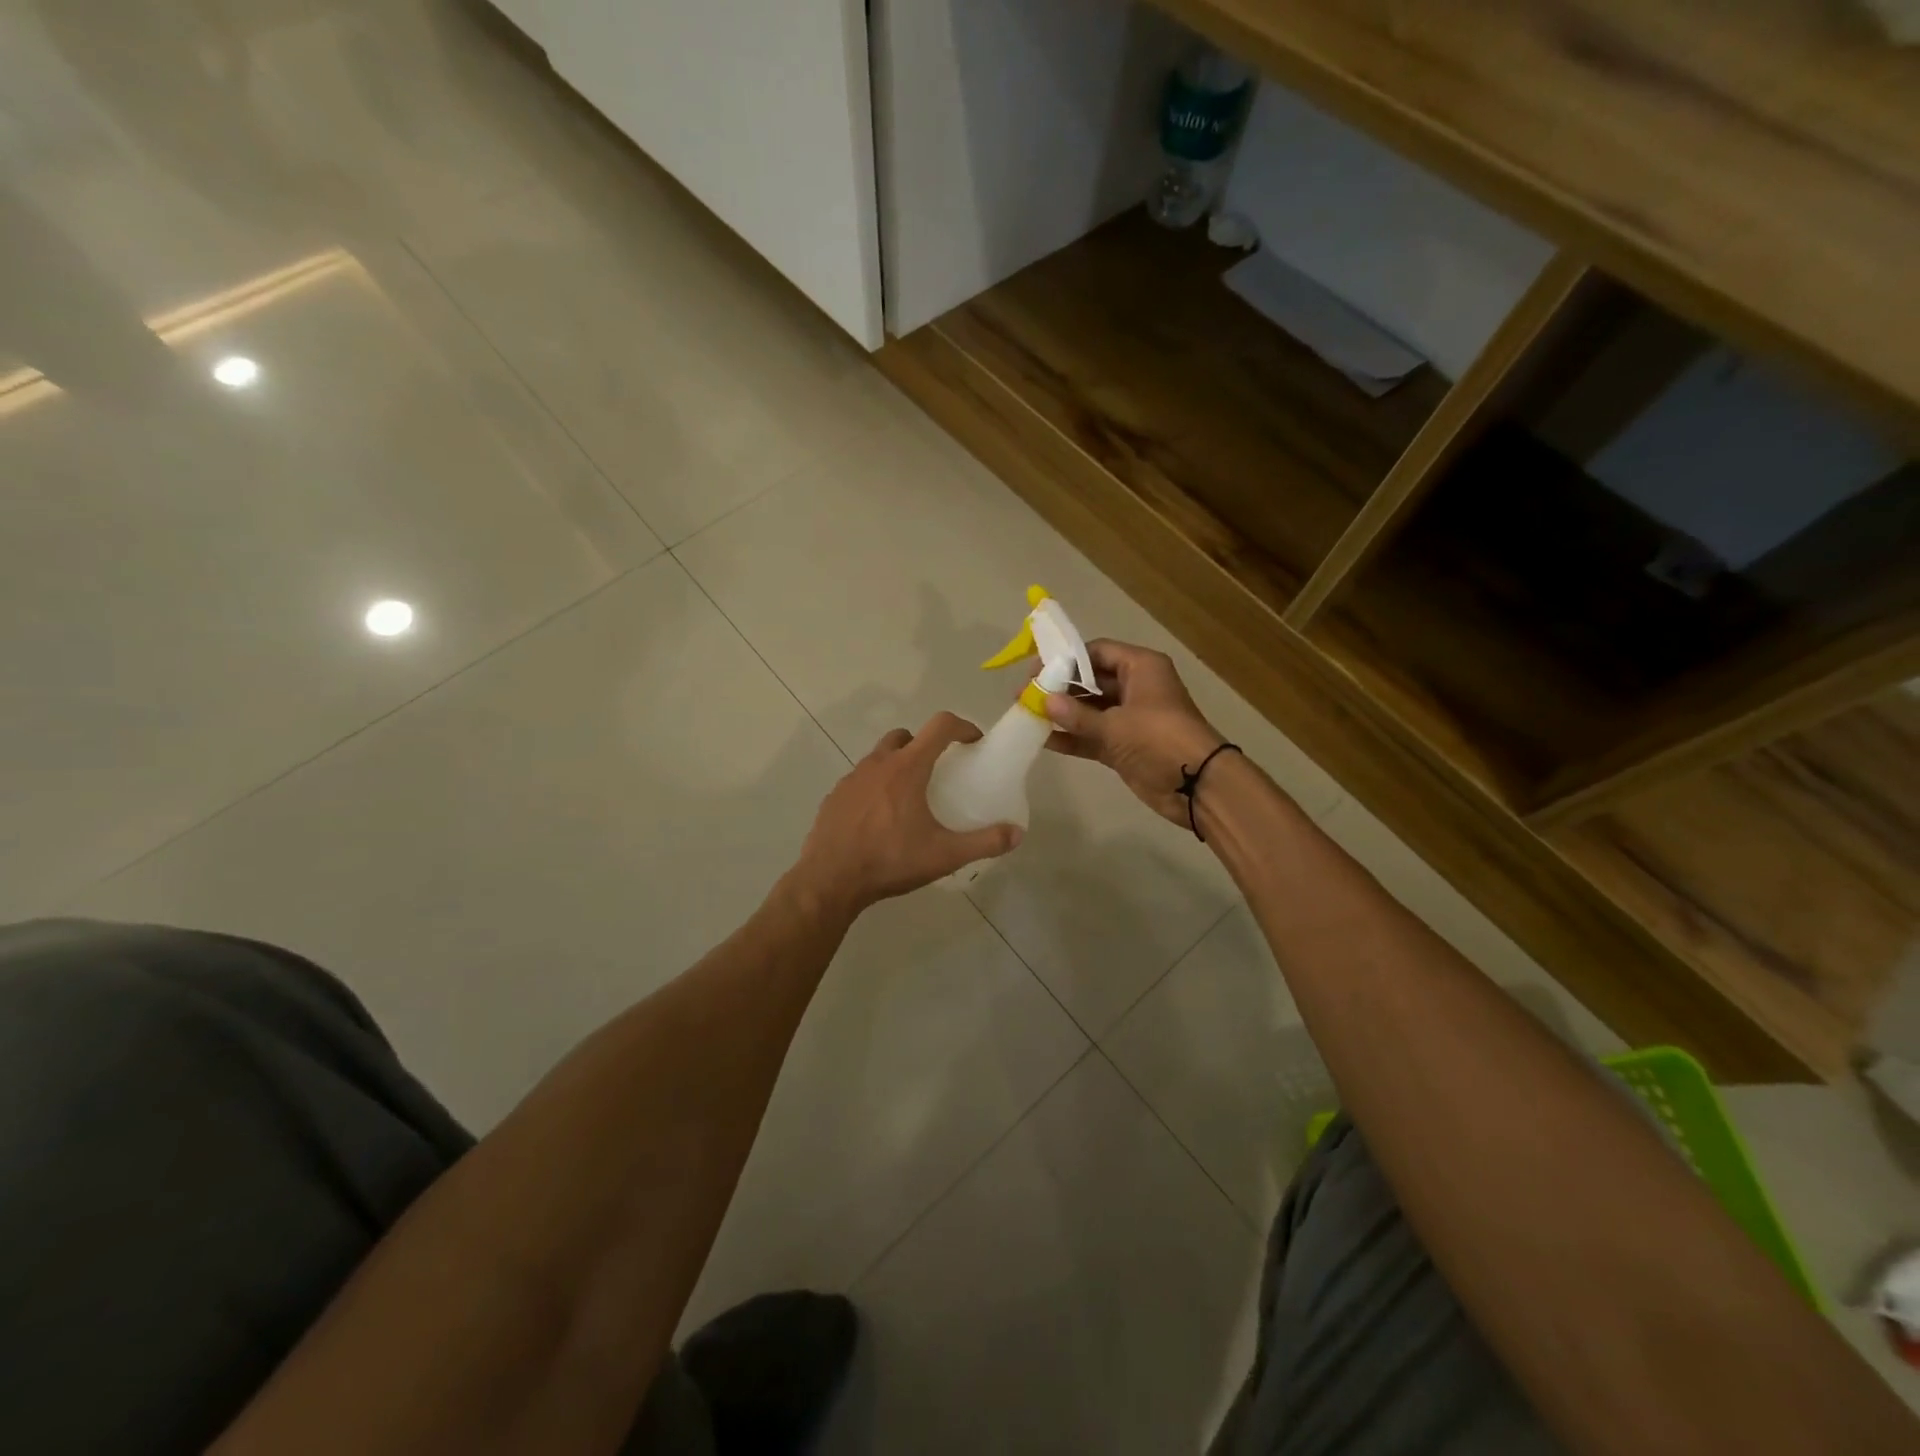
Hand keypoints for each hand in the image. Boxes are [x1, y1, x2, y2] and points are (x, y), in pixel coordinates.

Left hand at [792, 713, 1023, 916]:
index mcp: (906, 769)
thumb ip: (984, 842)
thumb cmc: (890, 861)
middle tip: (939, 772)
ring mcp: (851, 779)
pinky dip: (875, 787)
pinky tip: (880, 818)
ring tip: (910, 798)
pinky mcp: (834, 797)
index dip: (962, 726)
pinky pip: (860, 781)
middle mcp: (877, 764)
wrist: (829, 881)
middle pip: (905, 736)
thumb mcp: (944, 855)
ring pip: (879, 757)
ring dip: (898, 766)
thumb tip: (1017, 834)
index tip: (974, 742)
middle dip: (925, 745)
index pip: (939, 726)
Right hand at [1040, 640, 1227, 827]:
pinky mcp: (1125, 745)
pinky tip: (1044, 740)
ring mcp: (1130, 718)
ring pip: (1090, 709)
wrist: (1197, 785)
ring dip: (1063, 714)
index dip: (1065, 659)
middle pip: (1090, 680)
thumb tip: (1044, 701)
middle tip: (1025, 695)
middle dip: (1059, 688)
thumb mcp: (1115, 725)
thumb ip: (1077, 715)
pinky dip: (1073, 737)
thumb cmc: (1159, 739)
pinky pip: (1093, 735)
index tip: (1036, 670)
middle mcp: (1135, 687)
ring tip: (1027, 715)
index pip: (1096, 652)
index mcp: (1140, 667)